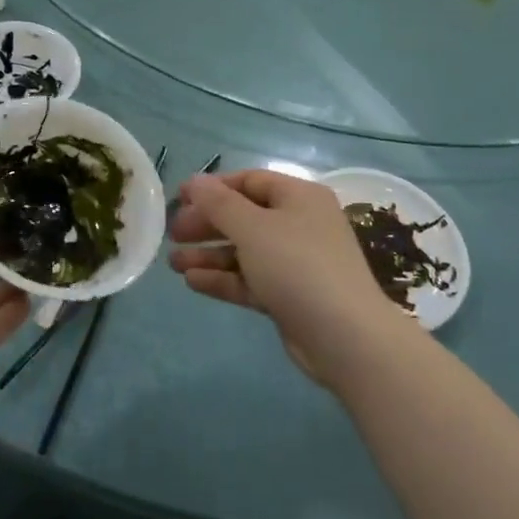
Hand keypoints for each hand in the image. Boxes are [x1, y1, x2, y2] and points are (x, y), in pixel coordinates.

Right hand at [168, 171, 403, 383]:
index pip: (249, 180)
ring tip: (172, 263)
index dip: (213, 188)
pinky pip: (251, 279)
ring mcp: (296, 262)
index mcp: (298, 197)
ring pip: (245, 251)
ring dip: (209, 255)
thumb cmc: (298, 266)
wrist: (346, 338)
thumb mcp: (253, 228)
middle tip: (173, 234)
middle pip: (245, 216)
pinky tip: (192, 282)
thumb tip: (195, 181)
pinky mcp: (290, 296)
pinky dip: (224, 279)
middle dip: (207, 224)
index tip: (179, 199)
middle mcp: (299, 224)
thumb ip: (219, 204)